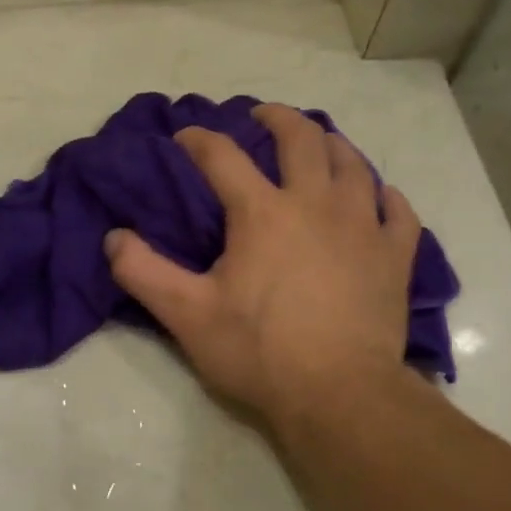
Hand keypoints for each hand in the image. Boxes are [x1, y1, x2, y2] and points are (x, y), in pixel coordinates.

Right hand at [104, 104, 421, 428]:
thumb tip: (113, 237)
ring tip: (320, 144)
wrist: (339, 395)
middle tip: (262, 116)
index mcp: (263, 213)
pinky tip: (378, 197)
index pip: (223, 156)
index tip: (184, 137)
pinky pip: (397, 211)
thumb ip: (143, 272)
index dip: (199, 139)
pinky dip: (384, 196)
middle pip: (301, 139)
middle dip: (278, 118)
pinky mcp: (395, 257)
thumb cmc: (260, 352)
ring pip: (353, 164)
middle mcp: (316, 204)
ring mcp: (363, 227)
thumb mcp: (187, 315)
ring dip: (332, 145)